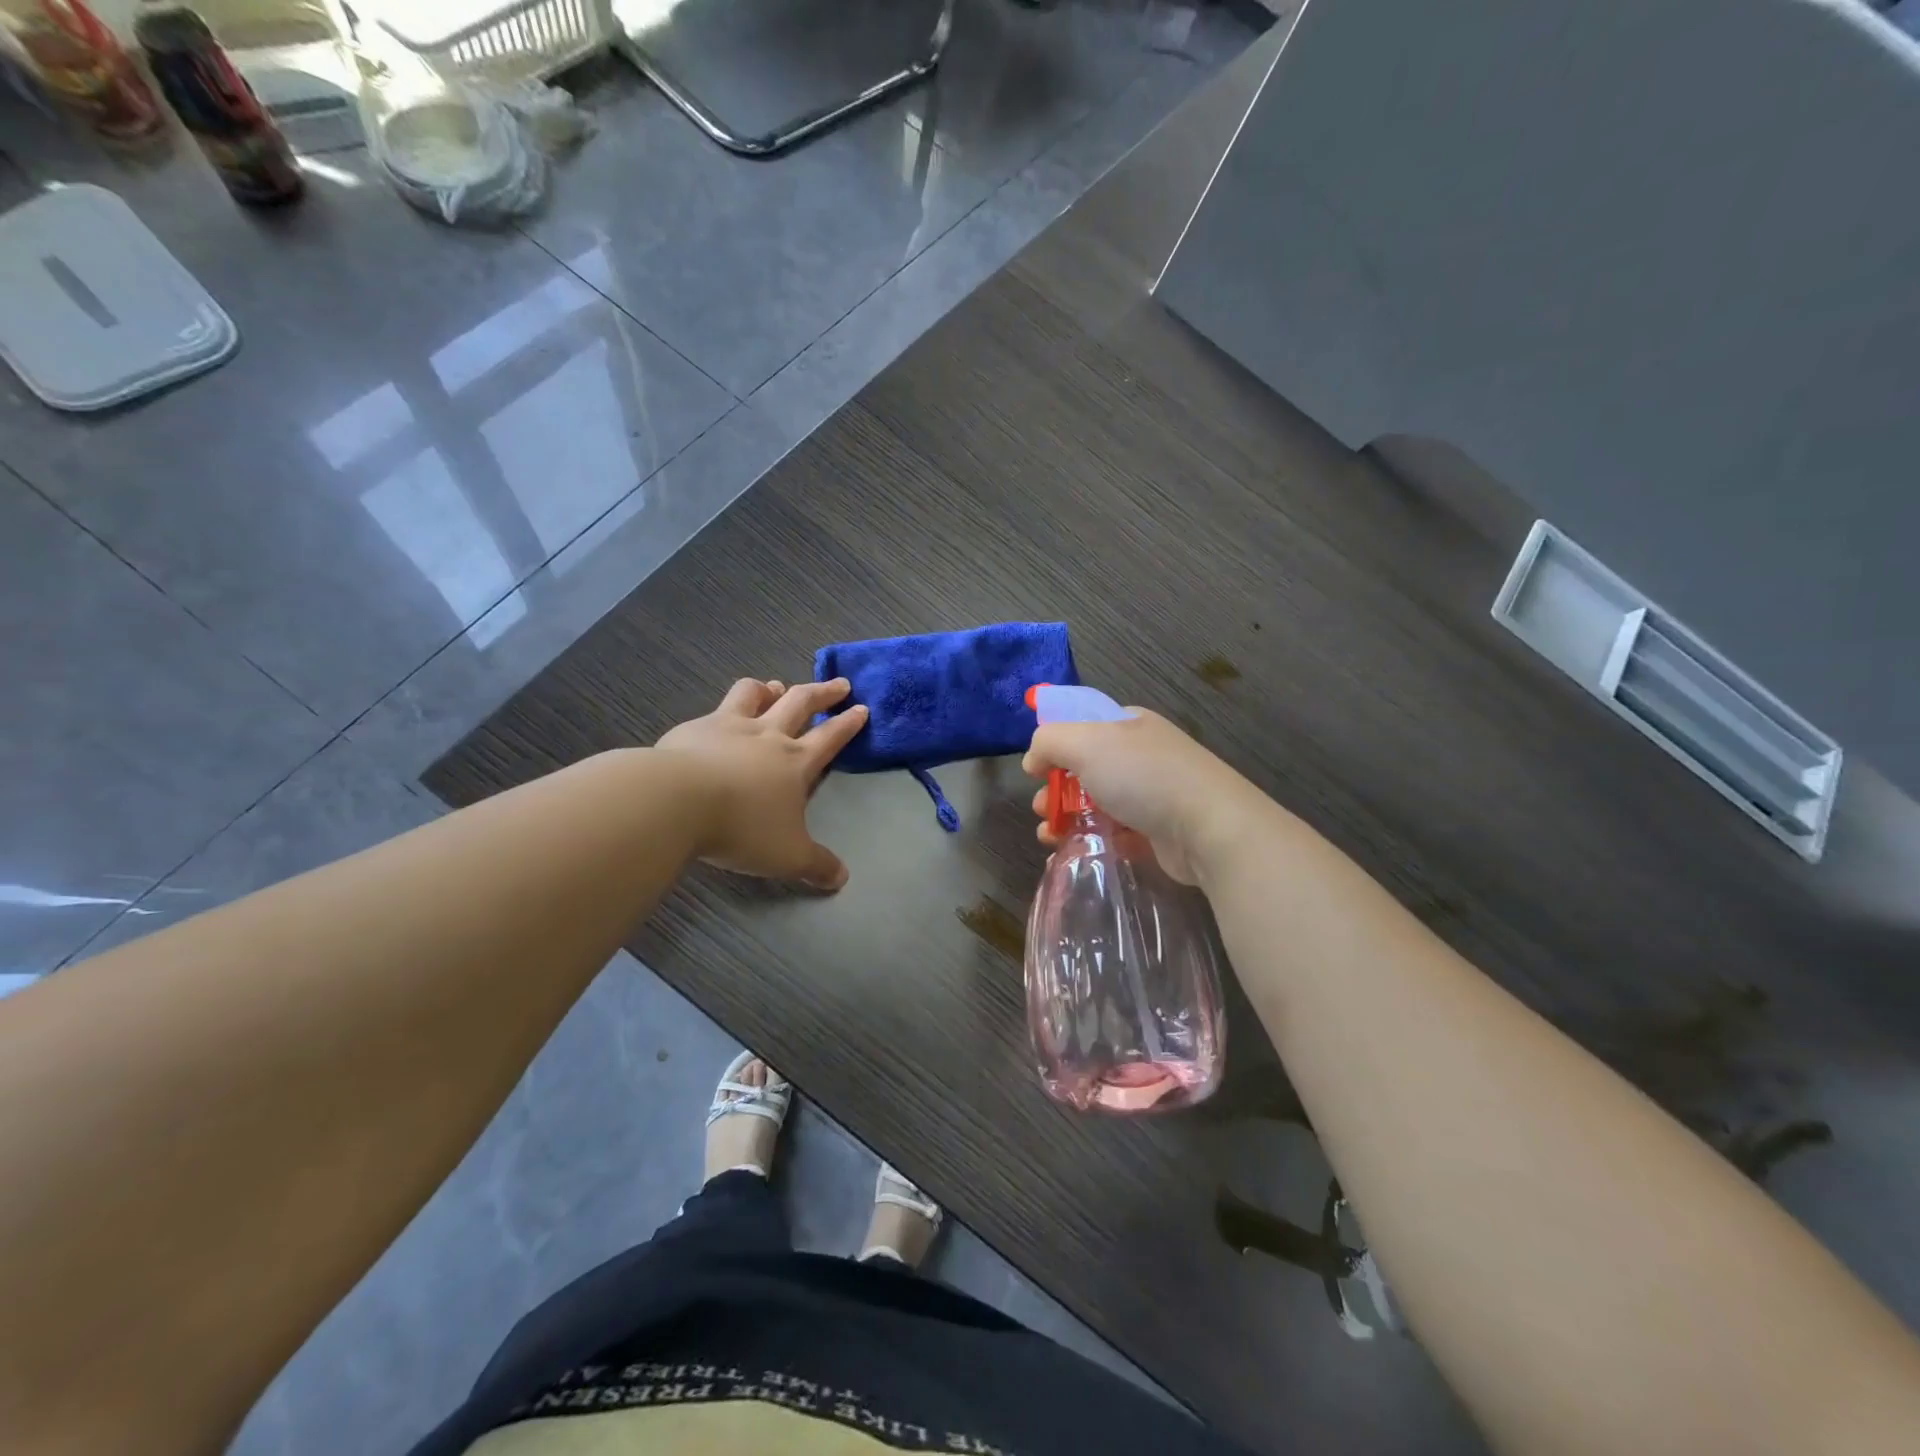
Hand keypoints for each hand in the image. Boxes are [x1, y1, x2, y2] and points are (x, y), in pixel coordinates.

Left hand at [656, 677, 867, 890]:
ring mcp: (728, 726)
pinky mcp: (693, 729)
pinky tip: (716, 720)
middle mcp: (767, 735)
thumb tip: (842, 879)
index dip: (848, 724)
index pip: (830, 737)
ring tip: (775, 687)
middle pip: (800, 702)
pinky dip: (725, 709)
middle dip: (823, 692)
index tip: (861, 708)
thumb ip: (816, 865)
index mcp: (796, 762)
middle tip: (839, 684)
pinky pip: (715, 709)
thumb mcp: (787, 856)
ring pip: (755, 694)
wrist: (676, 802)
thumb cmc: (742, 827)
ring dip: (770, 689)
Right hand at [1022, 709, 1271, 884]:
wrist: (1209, 827)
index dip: (1054, 744)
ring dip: (1066, 817)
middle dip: (1055, 787)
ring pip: (1096, 803)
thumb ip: (1048, 741)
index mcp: (1128, 724)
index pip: (1082, 725)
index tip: (1035, 769)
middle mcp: (1141, 755)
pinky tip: (1073, 851)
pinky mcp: (1158, 831)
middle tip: (1041, 807)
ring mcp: (1152, 794)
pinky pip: (1114, 833)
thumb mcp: (1085, 743)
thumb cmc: (1143, 776)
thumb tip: (1033, 759)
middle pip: (1085, 768)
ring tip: (1049, 835)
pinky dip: (1091, 840)